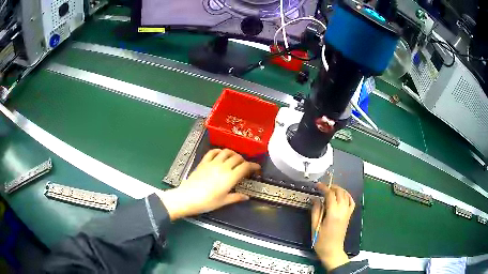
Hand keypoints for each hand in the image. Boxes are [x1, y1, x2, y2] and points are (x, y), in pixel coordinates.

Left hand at [158, 149, 260, 220]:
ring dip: (233, 154)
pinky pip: (212, 152)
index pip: (245, 166)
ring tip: (234, 159)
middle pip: (237, 158)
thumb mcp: (223, 202)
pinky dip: (219, 151)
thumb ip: (236, 197)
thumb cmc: (207, 202)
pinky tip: (221, 155)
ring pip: (226, 152)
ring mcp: (212, 163)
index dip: (253, 166)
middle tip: (245, 166)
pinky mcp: (203, 162)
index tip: (257, 168)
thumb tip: (246, 197)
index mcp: (230, 177)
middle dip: (244, 160)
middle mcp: (222, 167)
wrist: (187, 198)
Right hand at [311, 184, 354, 270]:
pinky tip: (342, 196)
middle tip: (323, 188)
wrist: (332, 250)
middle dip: (332, 187)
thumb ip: (316, 211)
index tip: (317, 185)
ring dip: (339, 190)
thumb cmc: (321, 241)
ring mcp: (347, 213)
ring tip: (331, 190)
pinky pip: (351, 202)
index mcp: (333, 213)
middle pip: (340, 192)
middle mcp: (342, 211)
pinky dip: (347, 196)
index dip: (324, 188)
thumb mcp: (315, 226)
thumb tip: (315, 199)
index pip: (330, 195)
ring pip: (346, 196)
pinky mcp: (349, 216)